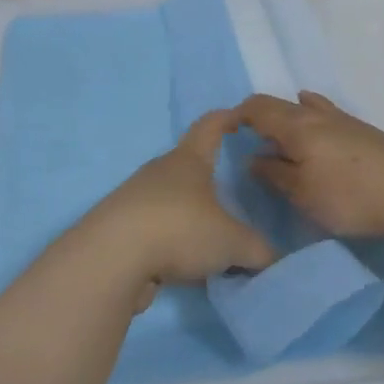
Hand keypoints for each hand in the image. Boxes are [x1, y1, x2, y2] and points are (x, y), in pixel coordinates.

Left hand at [78, 109, 274, 299]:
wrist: (111, 258)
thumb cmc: (179, 229)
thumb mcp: (233, 242)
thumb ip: (259, 250)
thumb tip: (272, 259)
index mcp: (188, 161)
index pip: (210, 126)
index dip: (227, 118)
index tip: (240, 116)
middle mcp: (159, 173)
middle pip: (189, 167)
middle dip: (210, 178)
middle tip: (235, 195)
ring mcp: (135, 199)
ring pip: (171, 202)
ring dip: (190, 217)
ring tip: (214, 241)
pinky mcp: (120, 229)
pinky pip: (156, 231)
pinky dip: (172, 244)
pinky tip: (186, 267)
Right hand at [239, 91, 383, 239]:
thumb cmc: (347, 196)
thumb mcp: (302, 193)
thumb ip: (274, 174)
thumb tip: (254, 159)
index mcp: (296, 126)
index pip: (258, 107)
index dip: (238, 114)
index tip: (227, 131)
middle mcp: (318, 115)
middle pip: (281, 104)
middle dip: (261, 115)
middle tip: (251, 137)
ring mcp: (345, 120)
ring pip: (307, 107)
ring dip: (289, 115)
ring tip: (282, 127)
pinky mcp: (365, 132)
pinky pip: (328, 114)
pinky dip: (313, 115)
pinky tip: (320, 125)